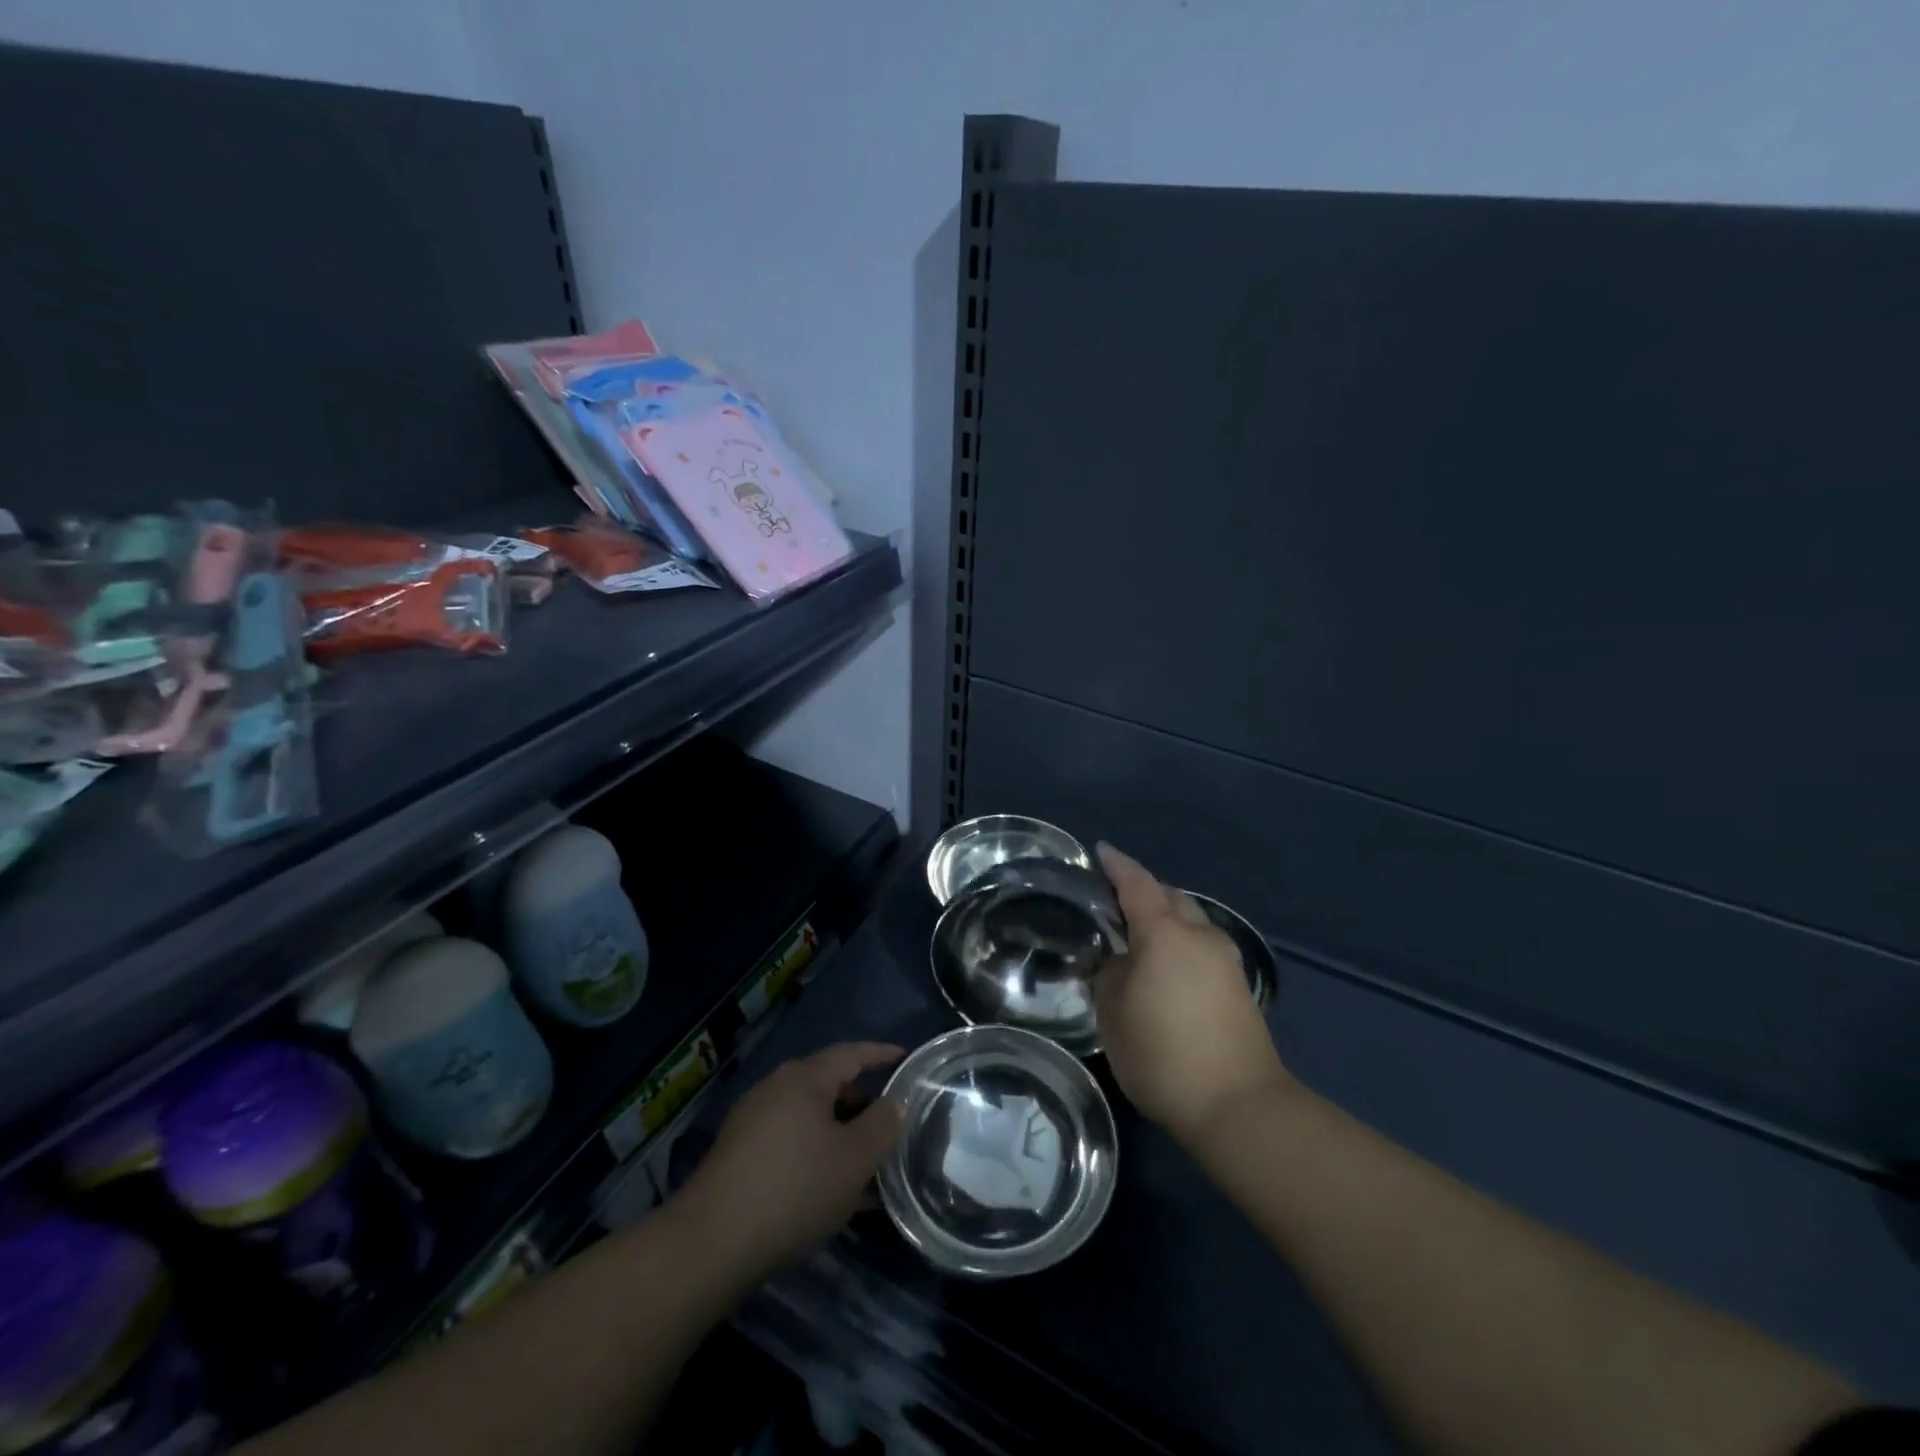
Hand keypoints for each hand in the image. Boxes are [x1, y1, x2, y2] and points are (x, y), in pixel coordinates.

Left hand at [677, 1042, 904, 1278]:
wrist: (711, 1243)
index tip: (908, 1059)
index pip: (852, 1053)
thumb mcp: (854, 1159)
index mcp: (805, 1078)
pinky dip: (818, 1154)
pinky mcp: (740, 1155)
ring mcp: (754, 1121)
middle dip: (864, 1101)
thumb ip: (882, 1125)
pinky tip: (834, 1189)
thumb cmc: (794, 1189)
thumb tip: (895, 1102)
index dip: (883, 1054)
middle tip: (895, 1118)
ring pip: (811, 1118)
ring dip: (842, 1133)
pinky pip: (792, 1142)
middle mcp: (777, 1088)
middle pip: (830, 1084)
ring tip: (871, 1160)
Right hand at [1093, 844, 1292, 1144]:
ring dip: (1165, 915)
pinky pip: (1201, 944)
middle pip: (1169, 896)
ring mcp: (1225, 959)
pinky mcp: (1238, 985)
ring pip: (1190, 919)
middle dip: (1143, 889)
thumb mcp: (1114, 1014)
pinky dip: (1180, 940)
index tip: (1100, 851)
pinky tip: (1166, 962)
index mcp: (1165, 932)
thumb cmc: (1163, 1054)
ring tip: (1138, 931)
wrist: (1238, 1105)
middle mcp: (1199, 935)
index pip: (1136, 884)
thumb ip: (1110, 975)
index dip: (1117, 865)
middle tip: (1114, 897)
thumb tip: (1120, 961)